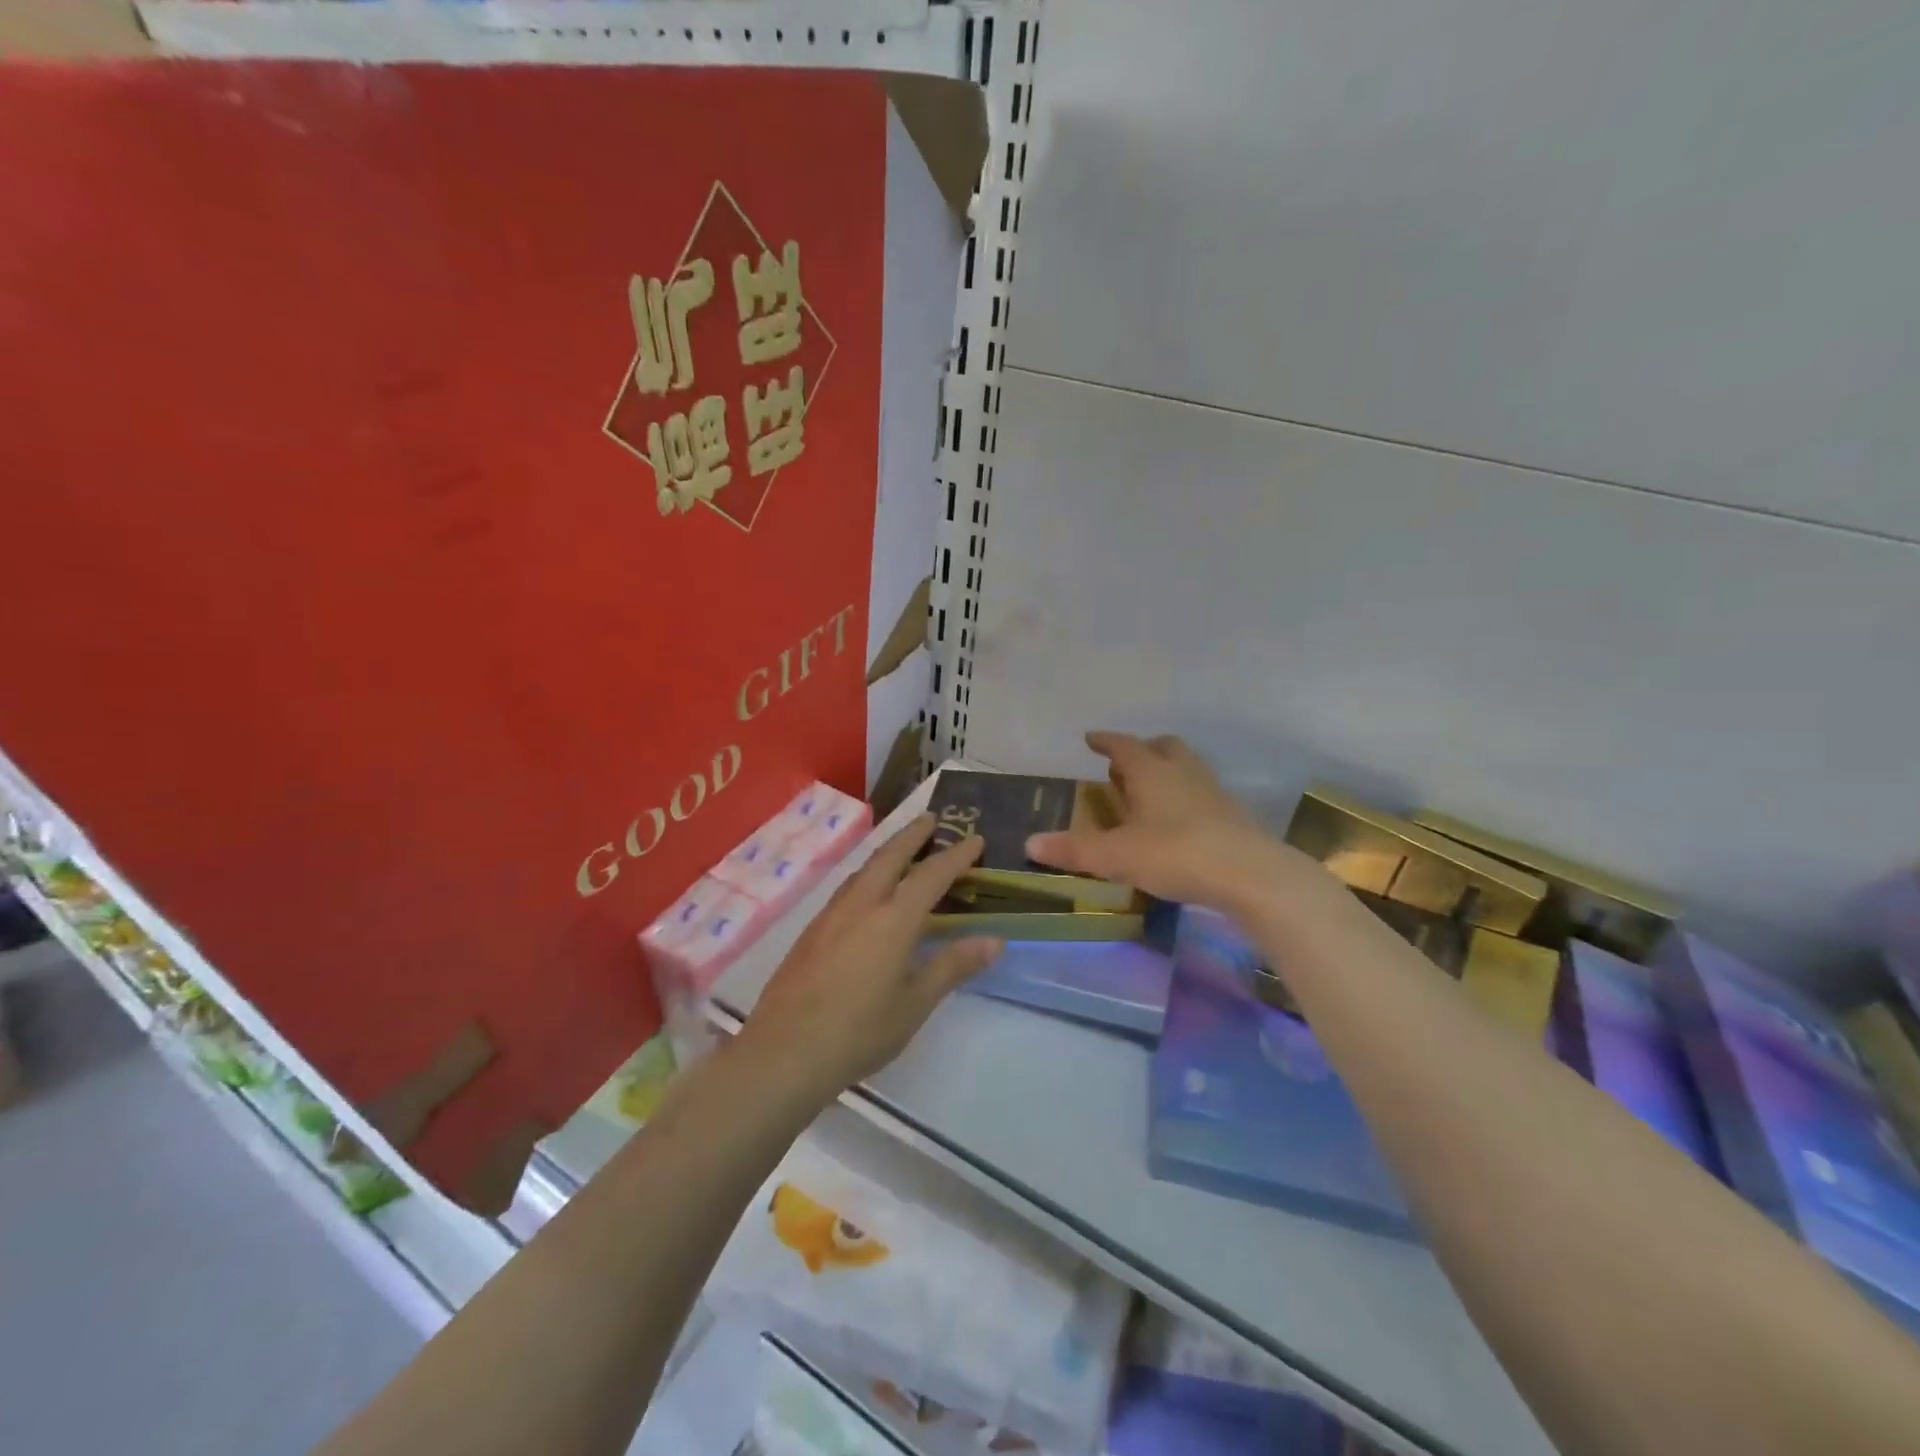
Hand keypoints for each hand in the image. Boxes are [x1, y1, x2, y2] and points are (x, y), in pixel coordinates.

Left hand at [739, 816, 1001, 1102]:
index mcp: (893, 919)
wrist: (784, 1052)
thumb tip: (994, 941)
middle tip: (932, 818)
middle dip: (913, 834)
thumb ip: (953, 966)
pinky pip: (847, 888)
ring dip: (887, 852)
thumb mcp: (915, 1003)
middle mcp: (861, 905)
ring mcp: (831, 915)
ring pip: (864, 869)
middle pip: (890, 856)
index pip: (931, 875)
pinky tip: (868, 893)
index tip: (975, 839)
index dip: (956, 856)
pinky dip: (867, 875)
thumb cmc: (859, 1032)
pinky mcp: (811, 931)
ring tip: (903, 850)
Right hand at [1026, 731, 1323, 912]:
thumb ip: (1074, 850)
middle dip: (1142, 750)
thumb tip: (1029, 843)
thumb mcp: (1116, 856)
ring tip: (1150, 793)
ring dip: (1166, 772)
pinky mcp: (1233, 814)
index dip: (1105, 741)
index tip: (1091, 738)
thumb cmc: (1175, 853)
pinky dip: (1186, 797)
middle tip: (1123, 766)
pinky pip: (1203, 793)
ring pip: (1186, 767)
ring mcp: (1212, 791)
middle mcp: (1182, 772)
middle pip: (1163, 747)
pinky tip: (1179, 821)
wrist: (1249, 873)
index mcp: (1151, 772)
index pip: (1124, 746)